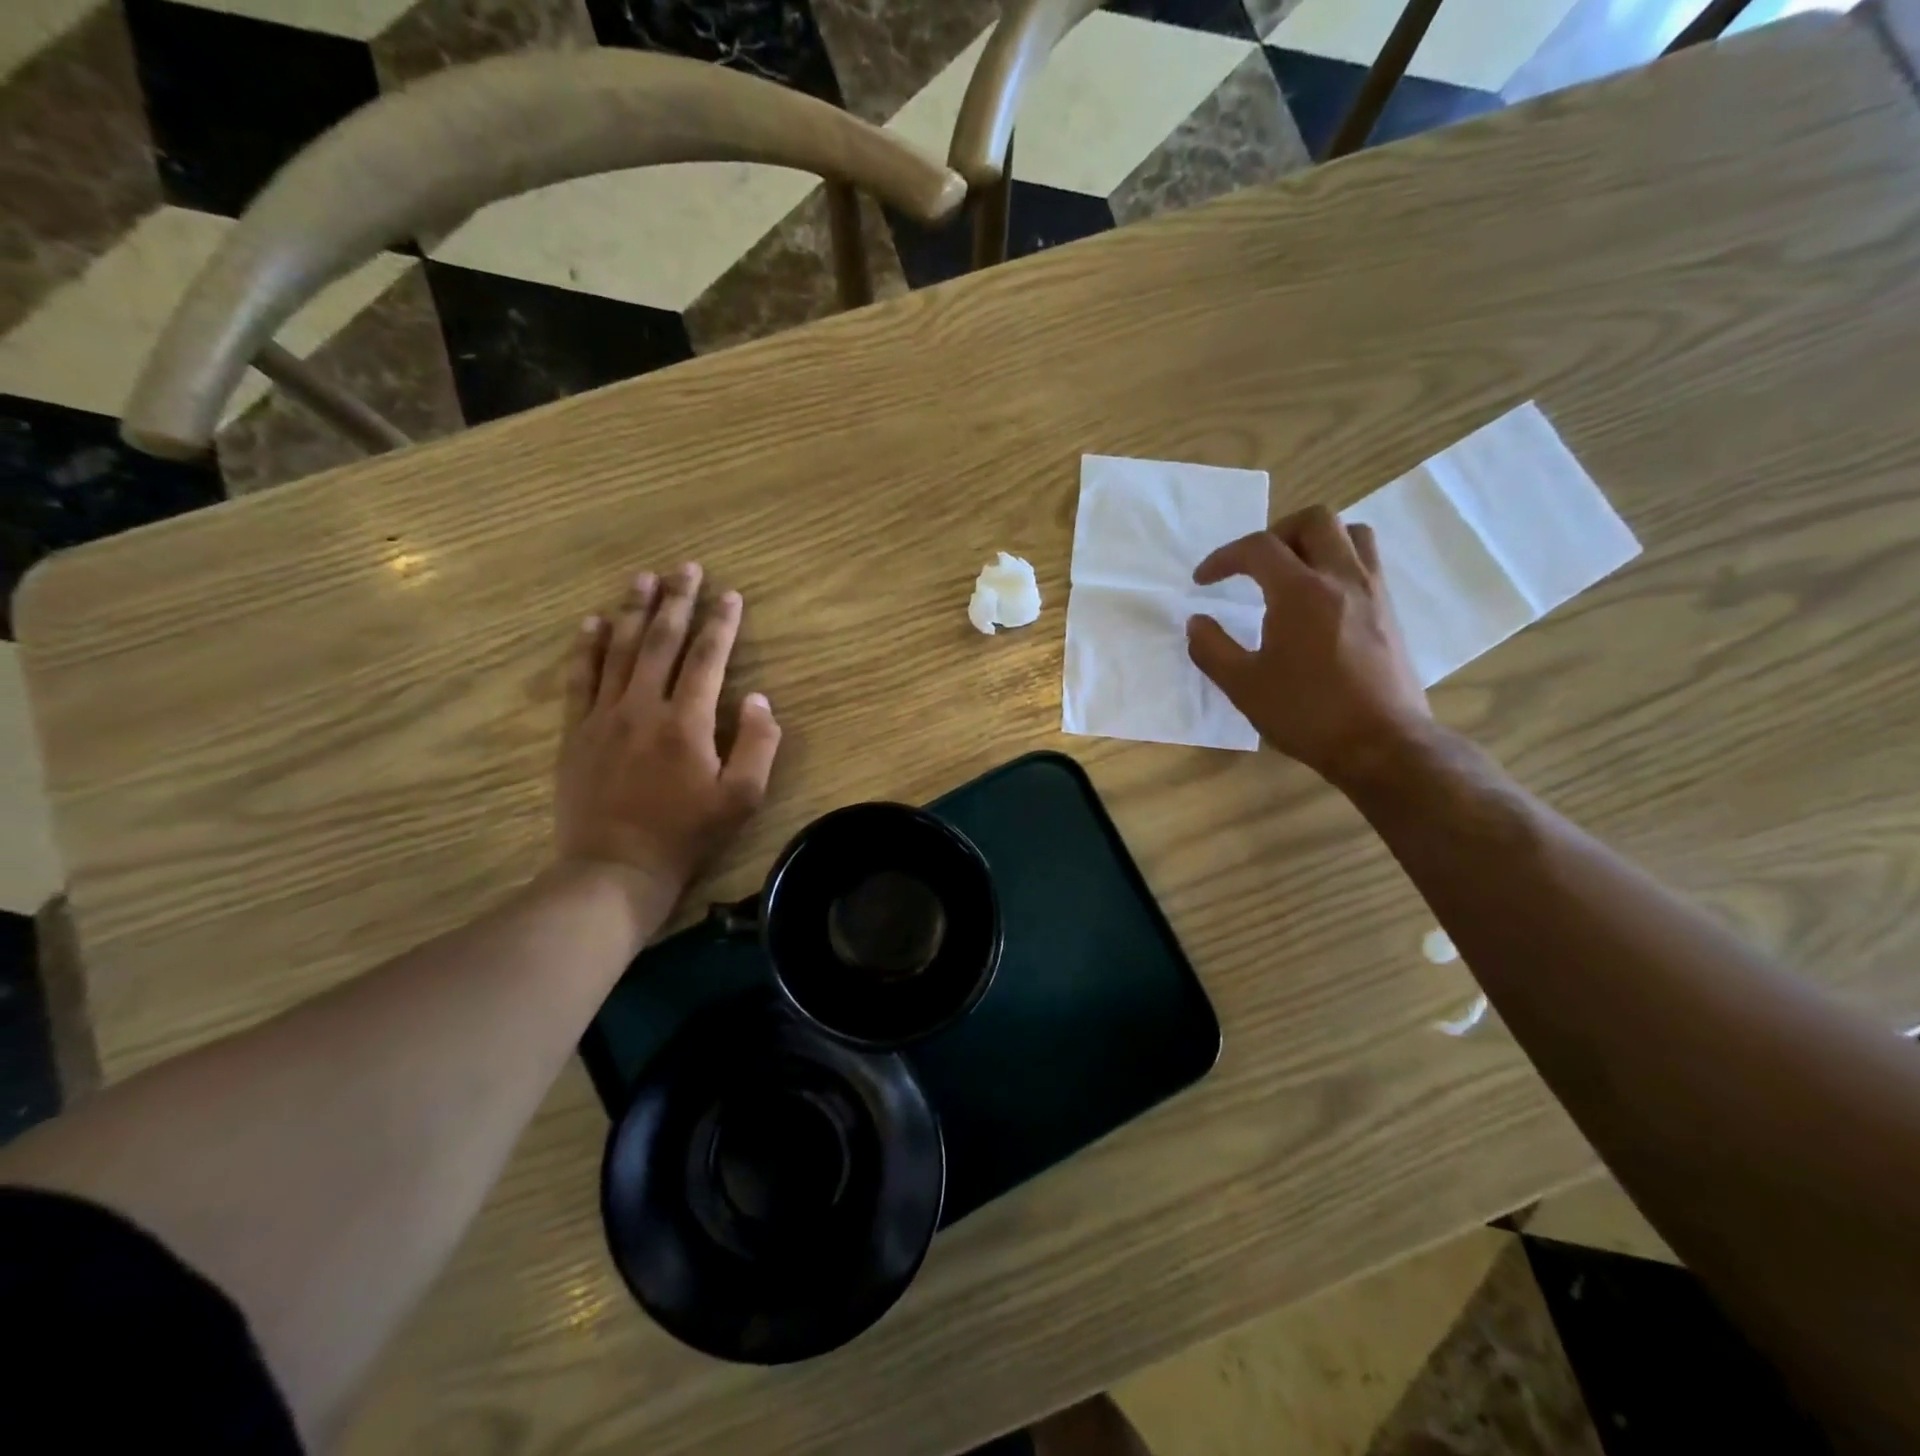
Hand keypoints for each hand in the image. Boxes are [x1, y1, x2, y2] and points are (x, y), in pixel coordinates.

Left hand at [555, 563, 781, 910]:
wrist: (615, 868)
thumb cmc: (686, 835)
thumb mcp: (742, 798)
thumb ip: (757, 744)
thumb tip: (758, 699)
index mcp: (687, 721)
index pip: (707, 658)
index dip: (721, 623)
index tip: (730, 594)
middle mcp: (643, 706)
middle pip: (660, 641)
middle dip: (677, 601)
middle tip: (685, 567)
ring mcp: (604, 716)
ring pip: (619, 650)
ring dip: (632, 610)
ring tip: (643, 578)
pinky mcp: (577, 732)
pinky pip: (580, 678)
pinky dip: (587, 647)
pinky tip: (592, 622)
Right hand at [1186, 505, 1429, 784]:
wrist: (1381, 743)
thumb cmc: (1306, 714)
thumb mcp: (1243, 686)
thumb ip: (1212, 648)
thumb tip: (1196, 621)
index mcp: (1301, 592)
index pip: (1258, 547)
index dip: (1223, 557)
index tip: (1203, 581)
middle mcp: (1342, 578)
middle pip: (1314, 520)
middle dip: (1274, 533)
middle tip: (1253, 566)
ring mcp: (1373, 591)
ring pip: (1351, 533)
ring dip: (1315, 540)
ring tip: (1291, 572)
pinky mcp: (1390, 611)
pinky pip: (1366, 562)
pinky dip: (1339, 561)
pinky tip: (1320, 599)